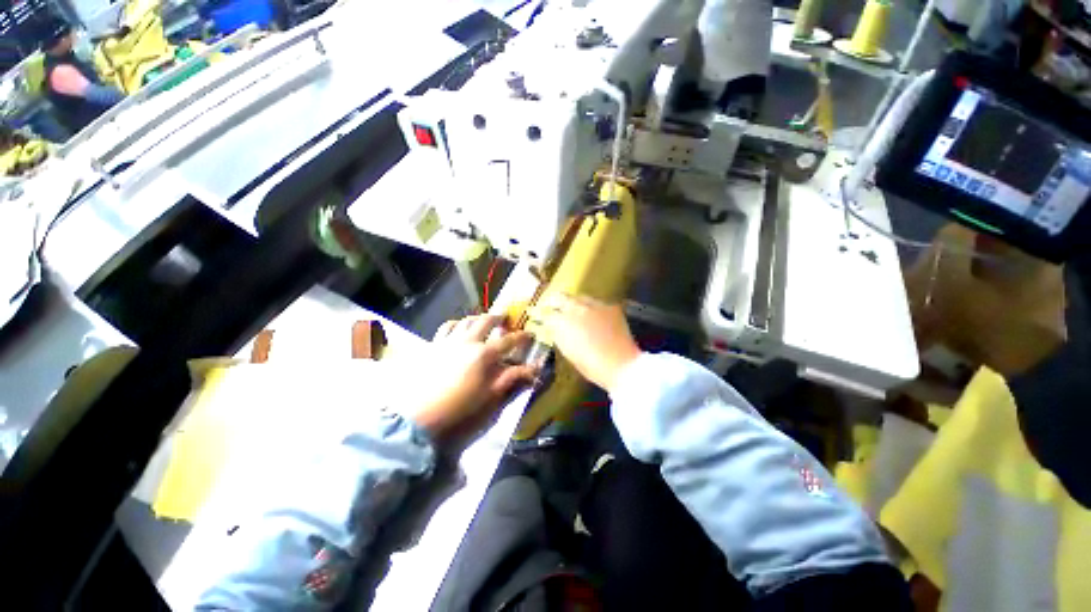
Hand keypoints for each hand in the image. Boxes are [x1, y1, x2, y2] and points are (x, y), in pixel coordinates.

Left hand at [407, 315, 536, 446]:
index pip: (509, 340)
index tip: (530, 334)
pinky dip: (455, 325)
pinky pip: (445, 328)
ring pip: (465, 321)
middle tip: (505, 319)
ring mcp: (448, 341)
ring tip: (482, 322)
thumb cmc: (459, 409)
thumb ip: (512, 379)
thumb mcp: (490, 397)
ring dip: (477, 319)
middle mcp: (467, 341)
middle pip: (486, 321)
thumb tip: (534, 371)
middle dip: (498, 318)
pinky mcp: (432, 346)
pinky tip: (457, 329)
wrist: (418, 418)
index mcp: (484, 354)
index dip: (522, 336)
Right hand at [535, 294, 641, 393]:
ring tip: (574, 310)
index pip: (545, 313)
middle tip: (551, 306)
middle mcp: (576, 308)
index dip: (539, 314)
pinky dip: (592, 309)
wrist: (621, 364)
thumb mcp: (568, 351)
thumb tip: (554, 326)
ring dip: (574, 303)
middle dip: (554, 301)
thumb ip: (559, 334)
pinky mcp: (610, 306)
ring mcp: (594, 304)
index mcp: (562, 322)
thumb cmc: (591, 366)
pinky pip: (596, 303)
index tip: (534, 313)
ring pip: (579, 297)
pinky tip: (595, 317)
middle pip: (560, 297)